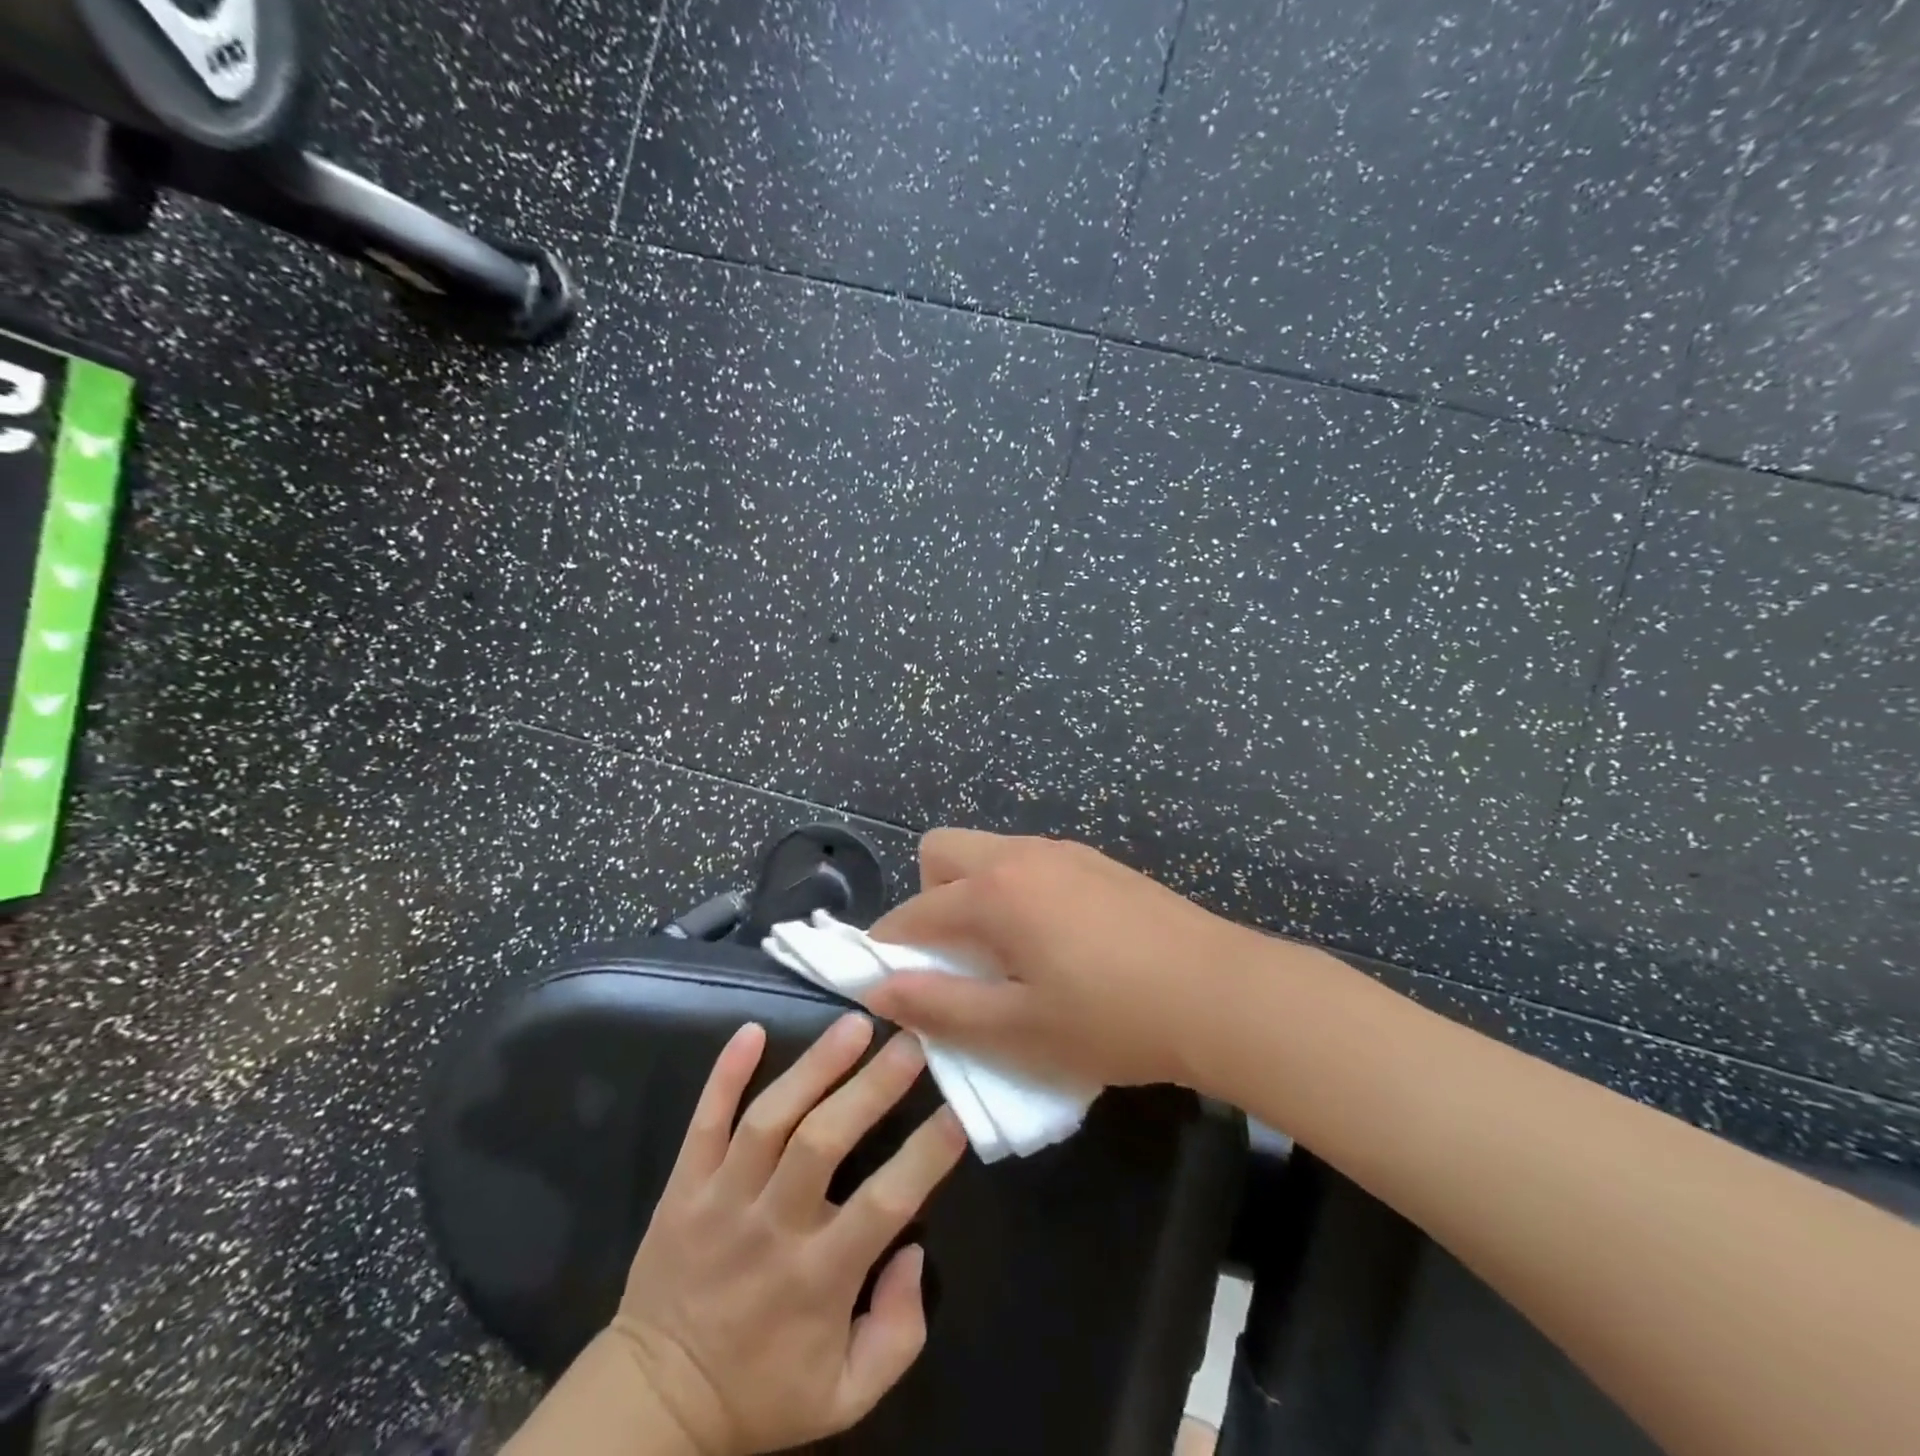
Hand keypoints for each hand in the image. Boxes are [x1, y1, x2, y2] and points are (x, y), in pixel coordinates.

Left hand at [606, 1015, 967, 1455]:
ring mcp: (722, 1199)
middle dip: (871, 1086)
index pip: (884, 1203)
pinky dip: (725, 1074)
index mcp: (819, 1278)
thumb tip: (915, 1249)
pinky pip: (703, 1122)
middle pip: (822, 1141)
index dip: (925, 1155)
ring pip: (769, 1119)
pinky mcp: (683, 1186)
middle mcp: (772, 1227)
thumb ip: (898, 1332)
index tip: (957, 1110)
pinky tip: (751, 1030)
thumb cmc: (762, 1391)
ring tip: (855, 1024)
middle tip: (911, 1042)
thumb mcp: (847, 1395)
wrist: (654, 1402)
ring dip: (814, 1065)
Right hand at [865, 829, 1268, 1088]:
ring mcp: (1064, 852)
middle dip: (929, 899)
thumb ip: (941, 1007)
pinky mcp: (1097, 862)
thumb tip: (880, 991)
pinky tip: (1055, 942)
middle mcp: (1022, 855)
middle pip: (942, 852)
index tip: (888, 983)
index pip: (914, 912)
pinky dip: (1016, 892)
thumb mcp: (1018, 1029)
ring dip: (975, 895)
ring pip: (989, 854)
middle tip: (956, 958)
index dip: (889, 948)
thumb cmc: (1112, 1019)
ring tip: (1006, 956)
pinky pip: (1030, 863)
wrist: (1220, 993)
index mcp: (994, 892)